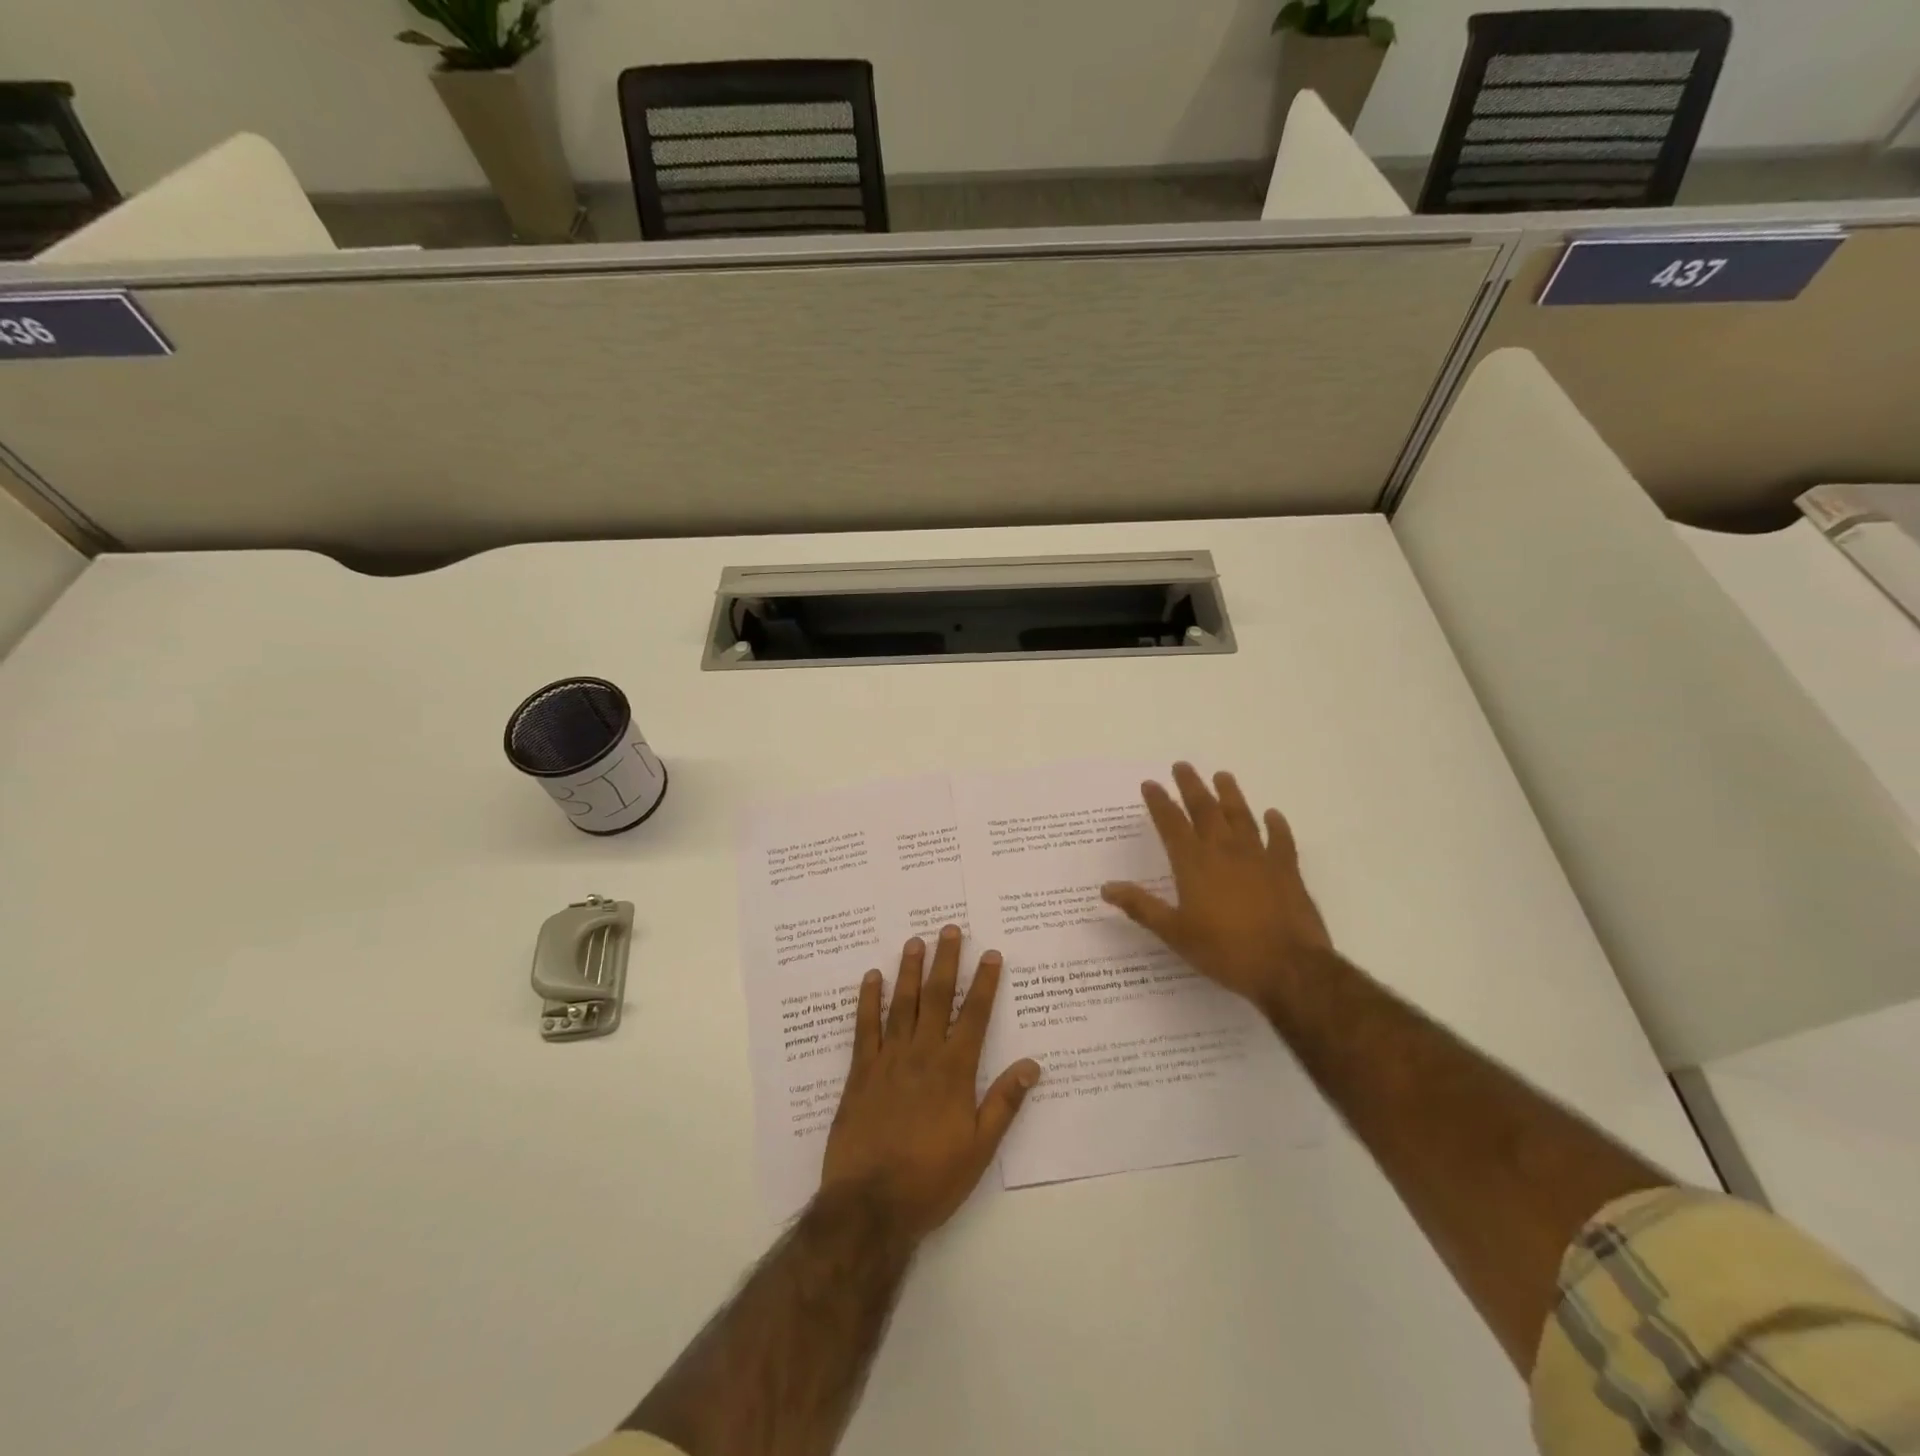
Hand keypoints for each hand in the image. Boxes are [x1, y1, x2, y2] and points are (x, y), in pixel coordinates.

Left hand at [820, 926, 1041, 1240]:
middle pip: (936, 998)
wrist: (870, 1205)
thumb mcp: (979, 1149)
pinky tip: (871, 978)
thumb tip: (1032, 1065)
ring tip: (914, 941)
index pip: (974, 1016)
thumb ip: (1004, 1103)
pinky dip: (868, 1001)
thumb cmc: (931, 1180)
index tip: (991, 954)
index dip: (984, 983)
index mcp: (954, 1072)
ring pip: (901, 1004)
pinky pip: (864, 1027)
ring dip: (909, 971)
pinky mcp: (859, 1072)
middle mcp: (922, 1055)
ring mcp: (888, 1060)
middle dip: (946, 962)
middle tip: (949, 929)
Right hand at [1100, 762, 1332, 1007]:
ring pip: (1241, 816)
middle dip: (1191, 786)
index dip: (1159, 802)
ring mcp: (1259, 857)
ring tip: (1222, 776)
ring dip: (1230, 794)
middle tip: (1182, 765)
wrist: (1288, 968)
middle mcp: (1224, 851)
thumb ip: (1141, 906)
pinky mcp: (1287, 870)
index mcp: (1194, 863)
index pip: (1171, 823)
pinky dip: (1276, 825)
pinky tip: (1272, 814)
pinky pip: (1281, 840)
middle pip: (1205, 809)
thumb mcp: (1174, 933)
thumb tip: (1106, 888)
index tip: (1150, 784)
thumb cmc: (1225, 951)